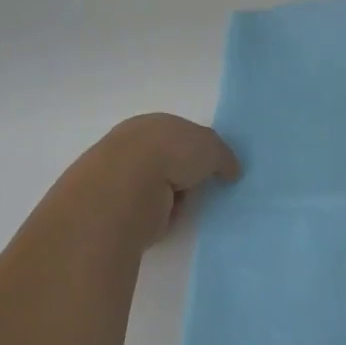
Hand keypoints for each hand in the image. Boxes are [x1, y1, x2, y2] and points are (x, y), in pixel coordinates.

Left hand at [46, 113, 239, 259]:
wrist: (126, 188)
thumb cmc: (171, 154)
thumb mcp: (211, 147)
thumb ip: (223, 157)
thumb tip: (231, 171)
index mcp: (153, 124)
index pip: (179, 134)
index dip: (197, 150)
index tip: (211, 167)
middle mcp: (133, 146)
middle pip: (169, 162)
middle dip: (185, 177)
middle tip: (201, 189)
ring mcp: (120, 177)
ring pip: (158, 189)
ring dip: (174, 200)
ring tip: (184, 207)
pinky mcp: (114, 209)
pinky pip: (147, 213)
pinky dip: (160, 218)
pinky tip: (166, 220)